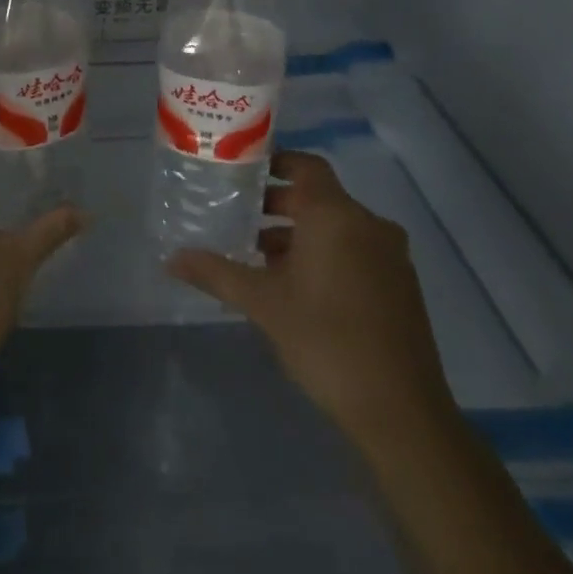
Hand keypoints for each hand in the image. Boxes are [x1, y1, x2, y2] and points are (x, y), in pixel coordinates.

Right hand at [167, 150, 457, 453]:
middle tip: (237, 217)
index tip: (241, 171)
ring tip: (257, 258)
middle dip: (277, 205)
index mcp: (337, 216)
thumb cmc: (326, 339)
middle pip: (318, 197)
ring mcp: (390, 257)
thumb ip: (216, 272)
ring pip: (336, 227)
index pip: (306, 165)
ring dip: (298, 234)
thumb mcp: (262, 303)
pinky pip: (355, 251)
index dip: (275, 161)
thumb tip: (172, 258)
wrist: (400, 411)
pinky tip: (294, 287)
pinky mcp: (400, 287)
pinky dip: (323, 254)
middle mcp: (369, 225)